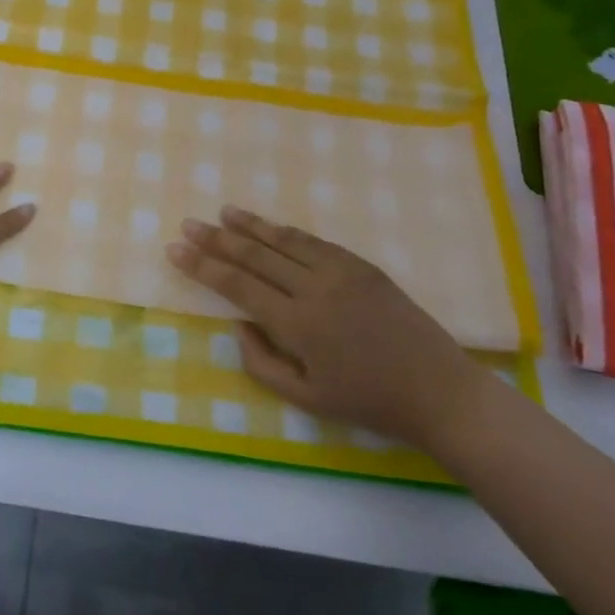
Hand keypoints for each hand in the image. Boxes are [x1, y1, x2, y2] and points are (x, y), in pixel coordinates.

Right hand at [165, 206, 485, 452]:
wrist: (439, 391)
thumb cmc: (370, 402)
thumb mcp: (307, 399)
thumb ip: (262, 363)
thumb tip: (239, 325)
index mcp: (299, 324)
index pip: (237, 286)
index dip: (203, 266)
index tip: (175, 249)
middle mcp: (316, 289)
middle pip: (255, 256)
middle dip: (217, 239)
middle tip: (189, 224)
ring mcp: (342, 272)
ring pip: (285, 241)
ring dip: (251, 226)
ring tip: (223, 212)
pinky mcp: (363, 267)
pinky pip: (315, 242)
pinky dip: (286, 233)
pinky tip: (270, 227)